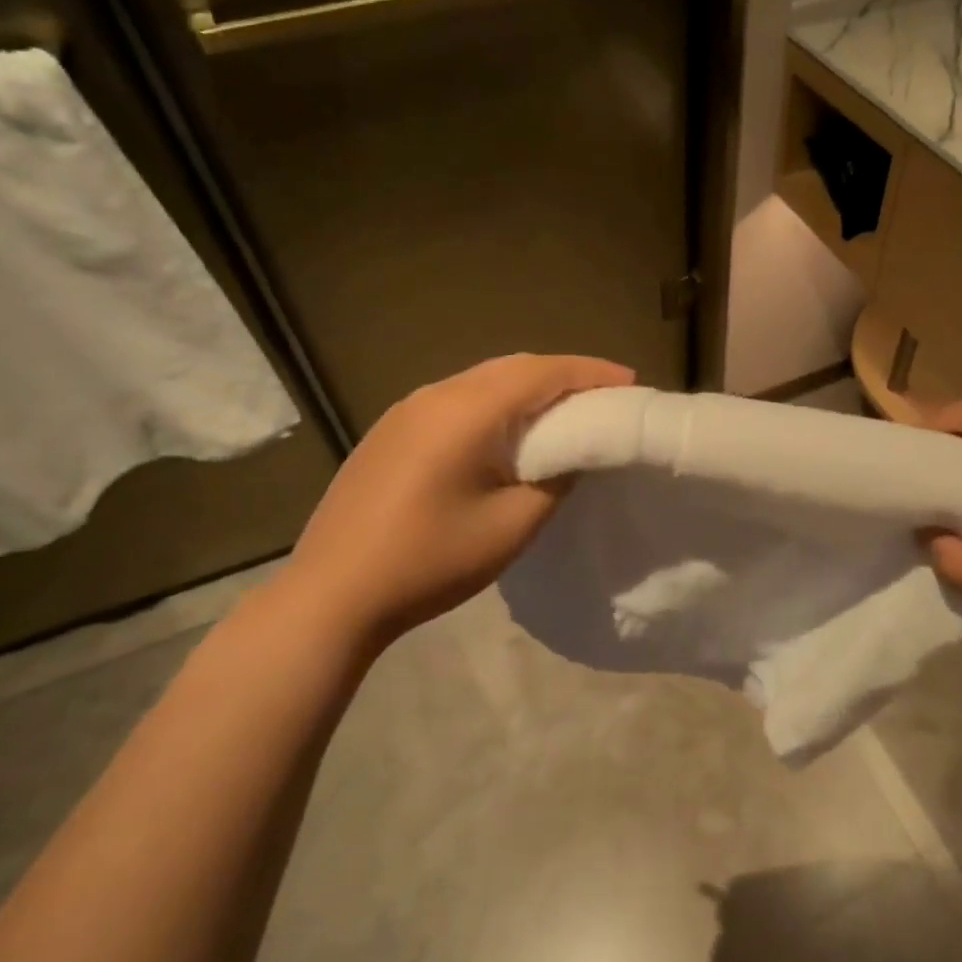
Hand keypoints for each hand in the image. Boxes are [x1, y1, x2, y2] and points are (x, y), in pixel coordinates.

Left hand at [275, 353, 633, 650]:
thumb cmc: (431, 560)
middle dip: (563, 375)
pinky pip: (457, 400)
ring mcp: (406, 410)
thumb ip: (555, 480)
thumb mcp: (512, 525)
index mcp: (467, 410)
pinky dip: (495, 403)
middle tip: (603, 395)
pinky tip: (505, 432)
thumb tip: (571, 455)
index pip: (542, 372)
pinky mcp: (390, 432)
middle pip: (512, 367)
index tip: (630, 382)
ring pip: (482, 380)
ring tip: (562, 411)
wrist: (332, 595)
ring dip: (527, 388)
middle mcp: (435, 394)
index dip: (591, 372)